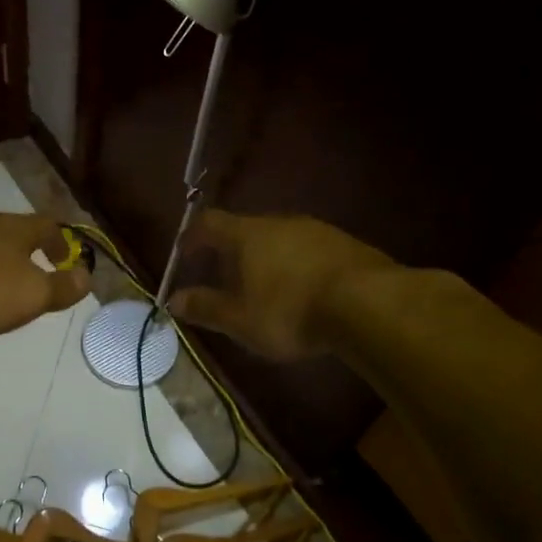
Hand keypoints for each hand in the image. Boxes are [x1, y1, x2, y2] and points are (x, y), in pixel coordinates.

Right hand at [168, 210, 392, 360]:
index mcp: (246, 235)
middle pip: (245, 229)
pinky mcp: (345, 244)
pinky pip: (308, 250)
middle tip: (224, 277)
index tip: (184, 254)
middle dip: (231, 252)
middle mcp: (278, 222)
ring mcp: (315, 230)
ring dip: (266, 259)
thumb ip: (205, 308)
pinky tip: (303, 292)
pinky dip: (297, 266)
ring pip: (279, 239)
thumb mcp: (239, 319)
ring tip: (265, 288)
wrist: (368, 304)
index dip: (192, 237)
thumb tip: (173, 300)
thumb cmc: (289, 310)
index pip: (208, 223)